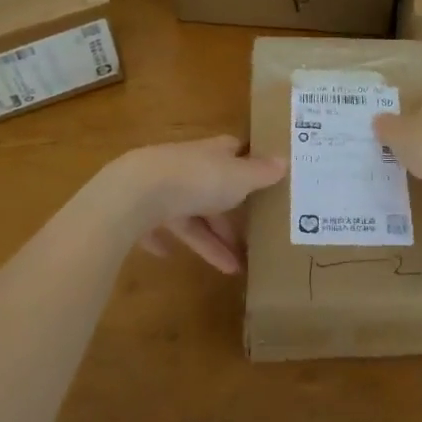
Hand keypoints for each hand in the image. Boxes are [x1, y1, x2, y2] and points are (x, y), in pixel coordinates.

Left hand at [102, 136, 284, 274]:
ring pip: (191, 215)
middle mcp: (188, 167)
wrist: (135, 193)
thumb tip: (285, 160)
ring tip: (233, 269)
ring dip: (209, 240)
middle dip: (232, 217)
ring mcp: (161, 189)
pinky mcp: (140, 212)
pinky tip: (169, 256)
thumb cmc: (196, 180)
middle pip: (214, 190)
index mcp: (212, 154)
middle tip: (253, 242)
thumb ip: (260, 172)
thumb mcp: (238, 177)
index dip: (249, 163)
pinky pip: (157, 228)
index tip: (265, 178)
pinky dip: (164, 240)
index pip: (234, 152)